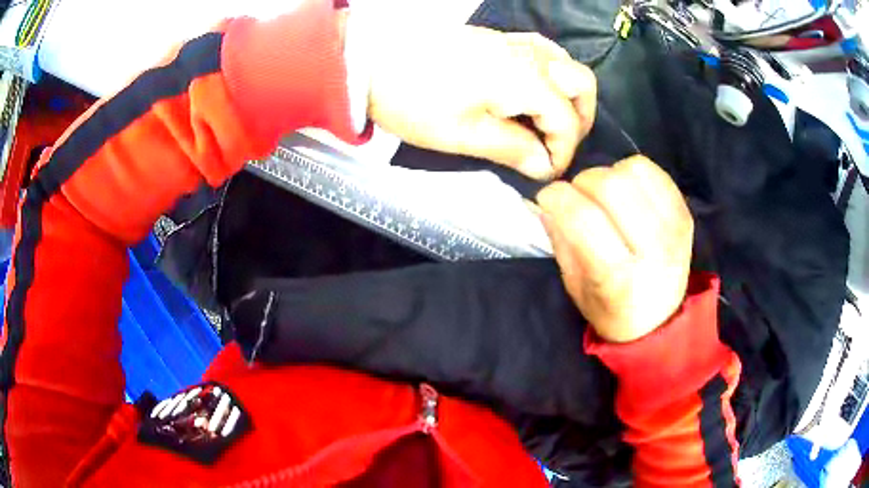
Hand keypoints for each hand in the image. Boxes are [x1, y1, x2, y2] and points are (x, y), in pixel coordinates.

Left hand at [366, 26, 595, 178]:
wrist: (372, 60)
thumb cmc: (413, 100)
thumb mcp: (461, 135)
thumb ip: (511, 148)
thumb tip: (544, 166)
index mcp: (524, 79)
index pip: (567, 120)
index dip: (563, 151)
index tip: (545, 173)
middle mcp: (530, 54)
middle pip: (582, 84)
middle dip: (579, 120)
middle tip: (556, 147)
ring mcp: (515, 41)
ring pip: (568, 64)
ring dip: (570, 96)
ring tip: (549, 124)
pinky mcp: (499, 37)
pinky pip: (545, 51)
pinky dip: (553, 74)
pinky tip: (536, 91)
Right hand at [536, 156, 693, 342]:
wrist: (661, 319)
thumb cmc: (611, 309)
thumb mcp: (575, 287)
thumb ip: (561, 241)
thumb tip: (549, 199)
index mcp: (619, 280)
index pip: (582, 218)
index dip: (557, 197)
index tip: (547, 197)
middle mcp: (652, 250)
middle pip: (609, 185)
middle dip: (582, 183)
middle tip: (578, 198)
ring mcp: (674, 228)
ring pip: (631, 172)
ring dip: (608, 176)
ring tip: (605, 197)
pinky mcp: (685, 212)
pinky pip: (652, 171)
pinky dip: (631, 172)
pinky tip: (626, 192)